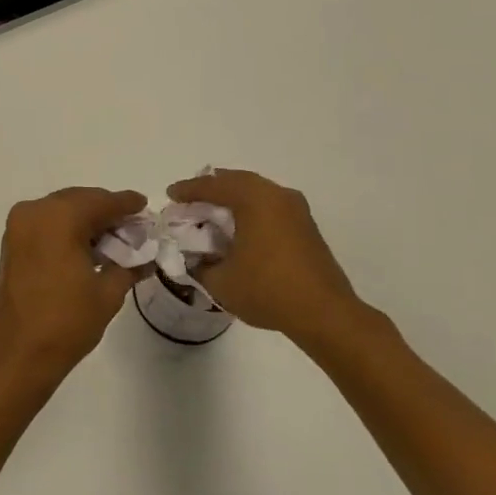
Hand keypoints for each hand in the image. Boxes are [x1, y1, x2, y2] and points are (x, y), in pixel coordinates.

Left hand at [0, 187, 147, 382]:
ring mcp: (19, 226)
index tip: (145, 207)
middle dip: (106, 211)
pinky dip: (67, 229)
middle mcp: (35, 211)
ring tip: (114, 240)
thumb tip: (146, 257)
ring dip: (87, 220)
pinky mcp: (11, 242)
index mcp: (60, 216)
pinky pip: (46, 224)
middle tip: (132, 227)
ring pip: (62, 211)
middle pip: (80, 200)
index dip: (127, 204)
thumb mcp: (107, 293)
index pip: (102, 201)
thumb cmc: (66, 322)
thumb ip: (129, 266)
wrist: (15, 354)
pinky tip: (88, 248)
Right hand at [168, 169, 364, 338]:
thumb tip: (192, 257)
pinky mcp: (306, 225)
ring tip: (212, 212)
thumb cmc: (268, 290)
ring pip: (256, 191)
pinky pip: (270, 205)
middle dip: (211, 188)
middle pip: (236, 180)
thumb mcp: (220, 281)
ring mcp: (296, 209)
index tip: (170, 195)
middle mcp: (276, 195)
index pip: (213, 185)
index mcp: (254, 199)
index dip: (188, 189)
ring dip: (232, 198)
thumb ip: (198, 264)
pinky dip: (250, 209)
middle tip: (190, 199)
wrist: (324, 313)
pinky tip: (239, 228)